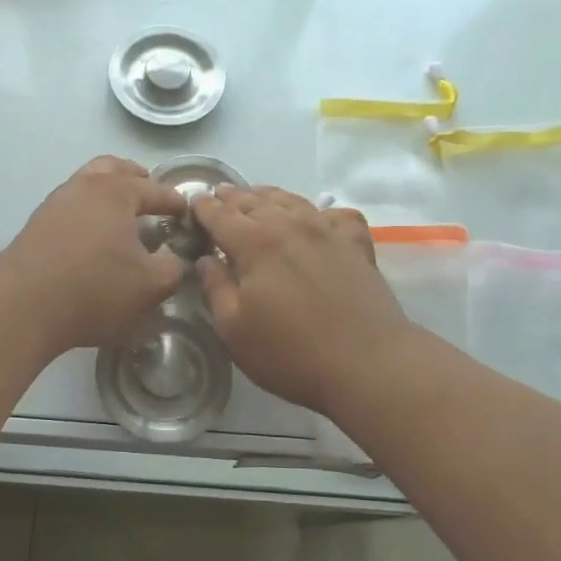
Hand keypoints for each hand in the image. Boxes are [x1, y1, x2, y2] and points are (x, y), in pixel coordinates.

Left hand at [0, 158, 187, 352]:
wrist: (23, 304)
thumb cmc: (95, 288)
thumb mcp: (150, 285)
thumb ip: (172, 267)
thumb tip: (172, 256)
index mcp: (115, 191)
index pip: (155, 190)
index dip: (175, 201)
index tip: (187, 212)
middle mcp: (83, 187)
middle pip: (113, 168)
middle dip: (135, 178)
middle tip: (150, 194)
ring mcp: (55, 204)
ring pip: (86, 185)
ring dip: (107, 194)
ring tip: (122, 218)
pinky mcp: (36, 226)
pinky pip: (71, 207)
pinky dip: (88, 213)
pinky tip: (93, 237)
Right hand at [193, 185, 415, 418]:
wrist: (368, 363)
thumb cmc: (291, 353)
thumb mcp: (234, 329)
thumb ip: (215, 288)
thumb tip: (205, 258)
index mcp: (254, 243)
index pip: (220, 214)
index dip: (203, 207)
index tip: (192, 204)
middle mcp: (289, 224)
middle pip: (253, 201)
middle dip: (231, 197)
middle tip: (218, 196)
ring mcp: (327, 230)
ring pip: (291, 200)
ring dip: (267, 196)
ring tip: (256, 197)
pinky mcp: (356, 243)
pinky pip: (334, 214)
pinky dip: (319, 211)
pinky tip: (315, 220)